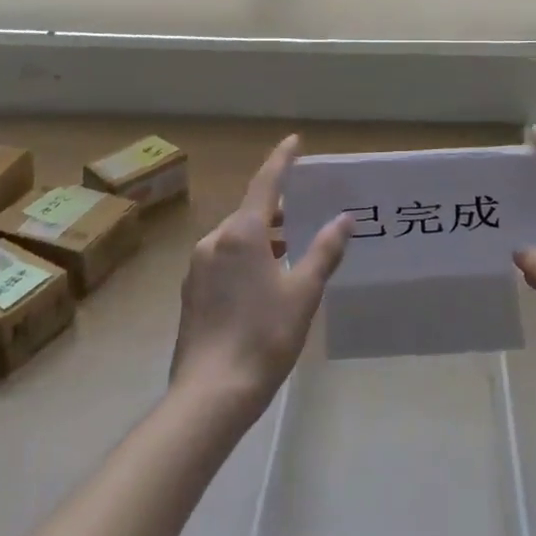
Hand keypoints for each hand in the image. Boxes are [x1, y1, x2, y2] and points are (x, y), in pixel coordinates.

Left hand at [169, 135, 351, 413]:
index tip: (294, 141)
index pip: (265, 183)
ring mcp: (198, 267)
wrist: (210, 394)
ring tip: (291, 248)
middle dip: (277, 208)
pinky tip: (264, 279)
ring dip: (263, 235)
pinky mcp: (192, 292)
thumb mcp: (303, 292)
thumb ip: (324, 250)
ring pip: (235, 238)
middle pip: (250, 212)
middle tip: (306, 211)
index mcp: (242, 233)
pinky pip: (223, 259)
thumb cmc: (264, 336)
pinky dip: (247, 256)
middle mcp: (215, 241)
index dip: (282, 160)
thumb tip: (343, 219)